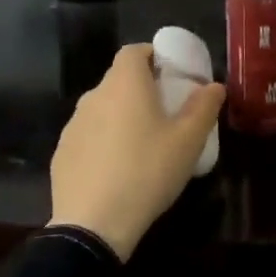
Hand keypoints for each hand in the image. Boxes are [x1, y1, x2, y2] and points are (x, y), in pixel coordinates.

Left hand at [48, 44, 224, 259]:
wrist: (93, 225)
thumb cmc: (147, 171)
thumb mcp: (188, 140)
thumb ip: (204, 107)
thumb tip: (214, 86)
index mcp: (124, 84)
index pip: (134, 51)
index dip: (153, 56)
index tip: (171, 75)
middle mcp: (94, 96)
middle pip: (118, 79)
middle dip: (141, 88)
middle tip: (165, 112)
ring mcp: (73, 125)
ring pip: (102, 108)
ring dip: (121, 116)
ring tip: (142, 144)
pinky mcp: (61, 153)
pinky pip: (88, 136)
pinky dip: (103, 142)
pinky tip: (117, 169)